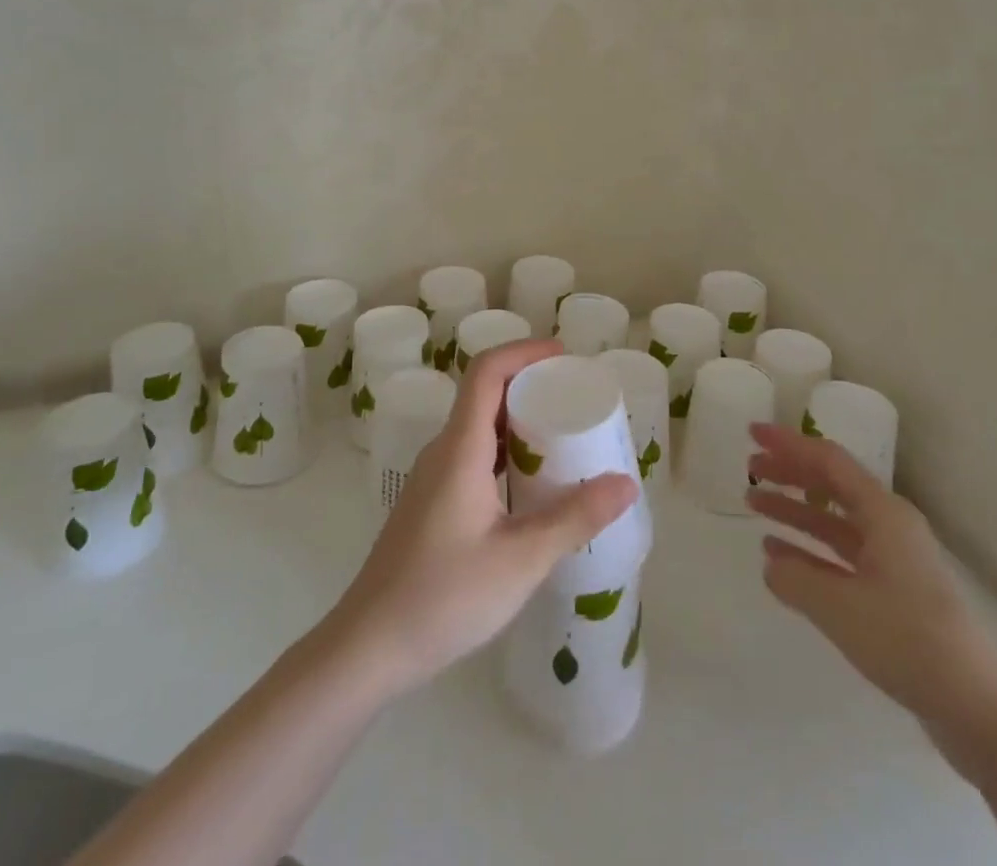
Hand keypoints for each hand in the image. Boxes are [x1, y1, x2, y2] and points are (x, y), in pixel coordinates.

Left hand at [329, 339, 637, 696]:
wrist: (370, 644)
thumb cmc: (444, 596)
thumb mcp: (520, 559)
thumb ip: (574, 518)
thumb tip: (626, 482)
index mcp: (460, 448)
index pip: (487, 371)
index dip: (524, 352)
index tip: (564, 357)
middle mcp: (443, 451)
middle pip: (485, 394)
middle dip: (529, 384)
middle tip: (575, 398)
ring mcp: (433, 477)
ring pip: (479, 427)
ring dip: (519, 421)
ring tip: (564, 436)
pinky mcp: (432, 502)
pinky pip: (473, 455)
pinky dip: (507, 452)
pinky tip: (532, 485)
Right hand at [747, 424, 996, 751]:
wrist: (978, 709)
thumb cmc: (908, 640)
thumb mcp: (839, 607)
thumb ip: (795, 578)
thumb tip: (770, 562)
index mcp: (884, 514)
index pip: (828, 461)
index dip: (788, 444)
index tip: (753, 433)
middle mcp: (890, 527)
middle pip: (831, 486)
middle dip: (789, 473)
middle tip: (749, 469)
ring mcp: (894, 561)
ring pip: (834, 521)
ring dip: (795, 510)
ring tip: (754, 505)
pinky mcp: (894, 593)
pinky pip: (841, 555)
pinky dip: (809, 550)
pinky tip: (779, 555)